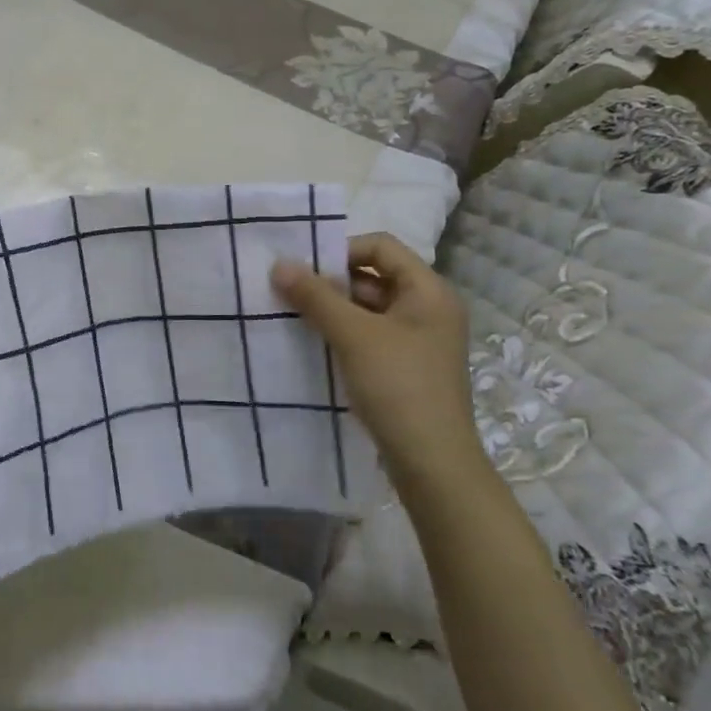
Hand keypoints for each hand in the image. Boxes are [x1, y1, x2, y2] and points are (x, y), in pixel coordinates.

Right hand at [271, 233, 481, 491]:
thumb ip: (315, 296)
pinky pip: (369, 335)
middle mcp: (428, 309)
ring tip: (293, 316)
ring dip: (332, 309)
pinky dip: (342, 333)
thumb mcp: (353, 335)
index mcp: (428, 292)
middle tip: (290, 292)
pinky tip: (312, 343)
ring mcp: (418, 340)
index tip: (304, 270)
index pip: (381, 246)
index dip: (341, 250)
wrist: (432, 464)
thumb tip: (279, 263)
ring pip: (368, 308)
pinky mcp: (405, 367)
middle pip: (373, 276)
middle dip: (330, 281)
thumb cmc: (398, 387)